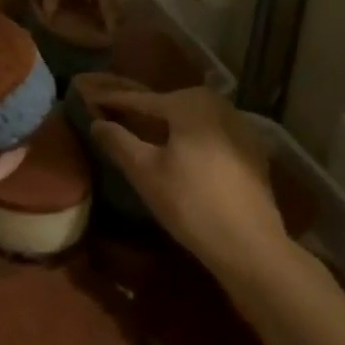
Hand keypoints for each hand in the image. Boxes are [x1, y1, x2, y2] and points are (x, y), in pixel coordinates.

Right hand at [85, 87, 285, 267]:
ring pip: (194, 118)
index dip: (114, 101)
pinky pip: (212, 134)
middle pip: (171, 103)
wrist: (249, 244)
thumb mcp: (144, 172)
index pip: (142, 99)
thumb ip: (118, 141)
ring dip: (170, 123)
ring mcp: (241, 127)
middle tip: (119, 116)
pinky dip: (192, 137)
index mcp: (190, 104)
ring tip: (147, 133)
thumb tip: (97, 122)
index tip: (92, 100)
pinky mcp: (253, 151)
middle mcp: (219, 105)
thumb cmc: (190, 203)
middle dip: (144, 109)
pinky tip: (183, 154)